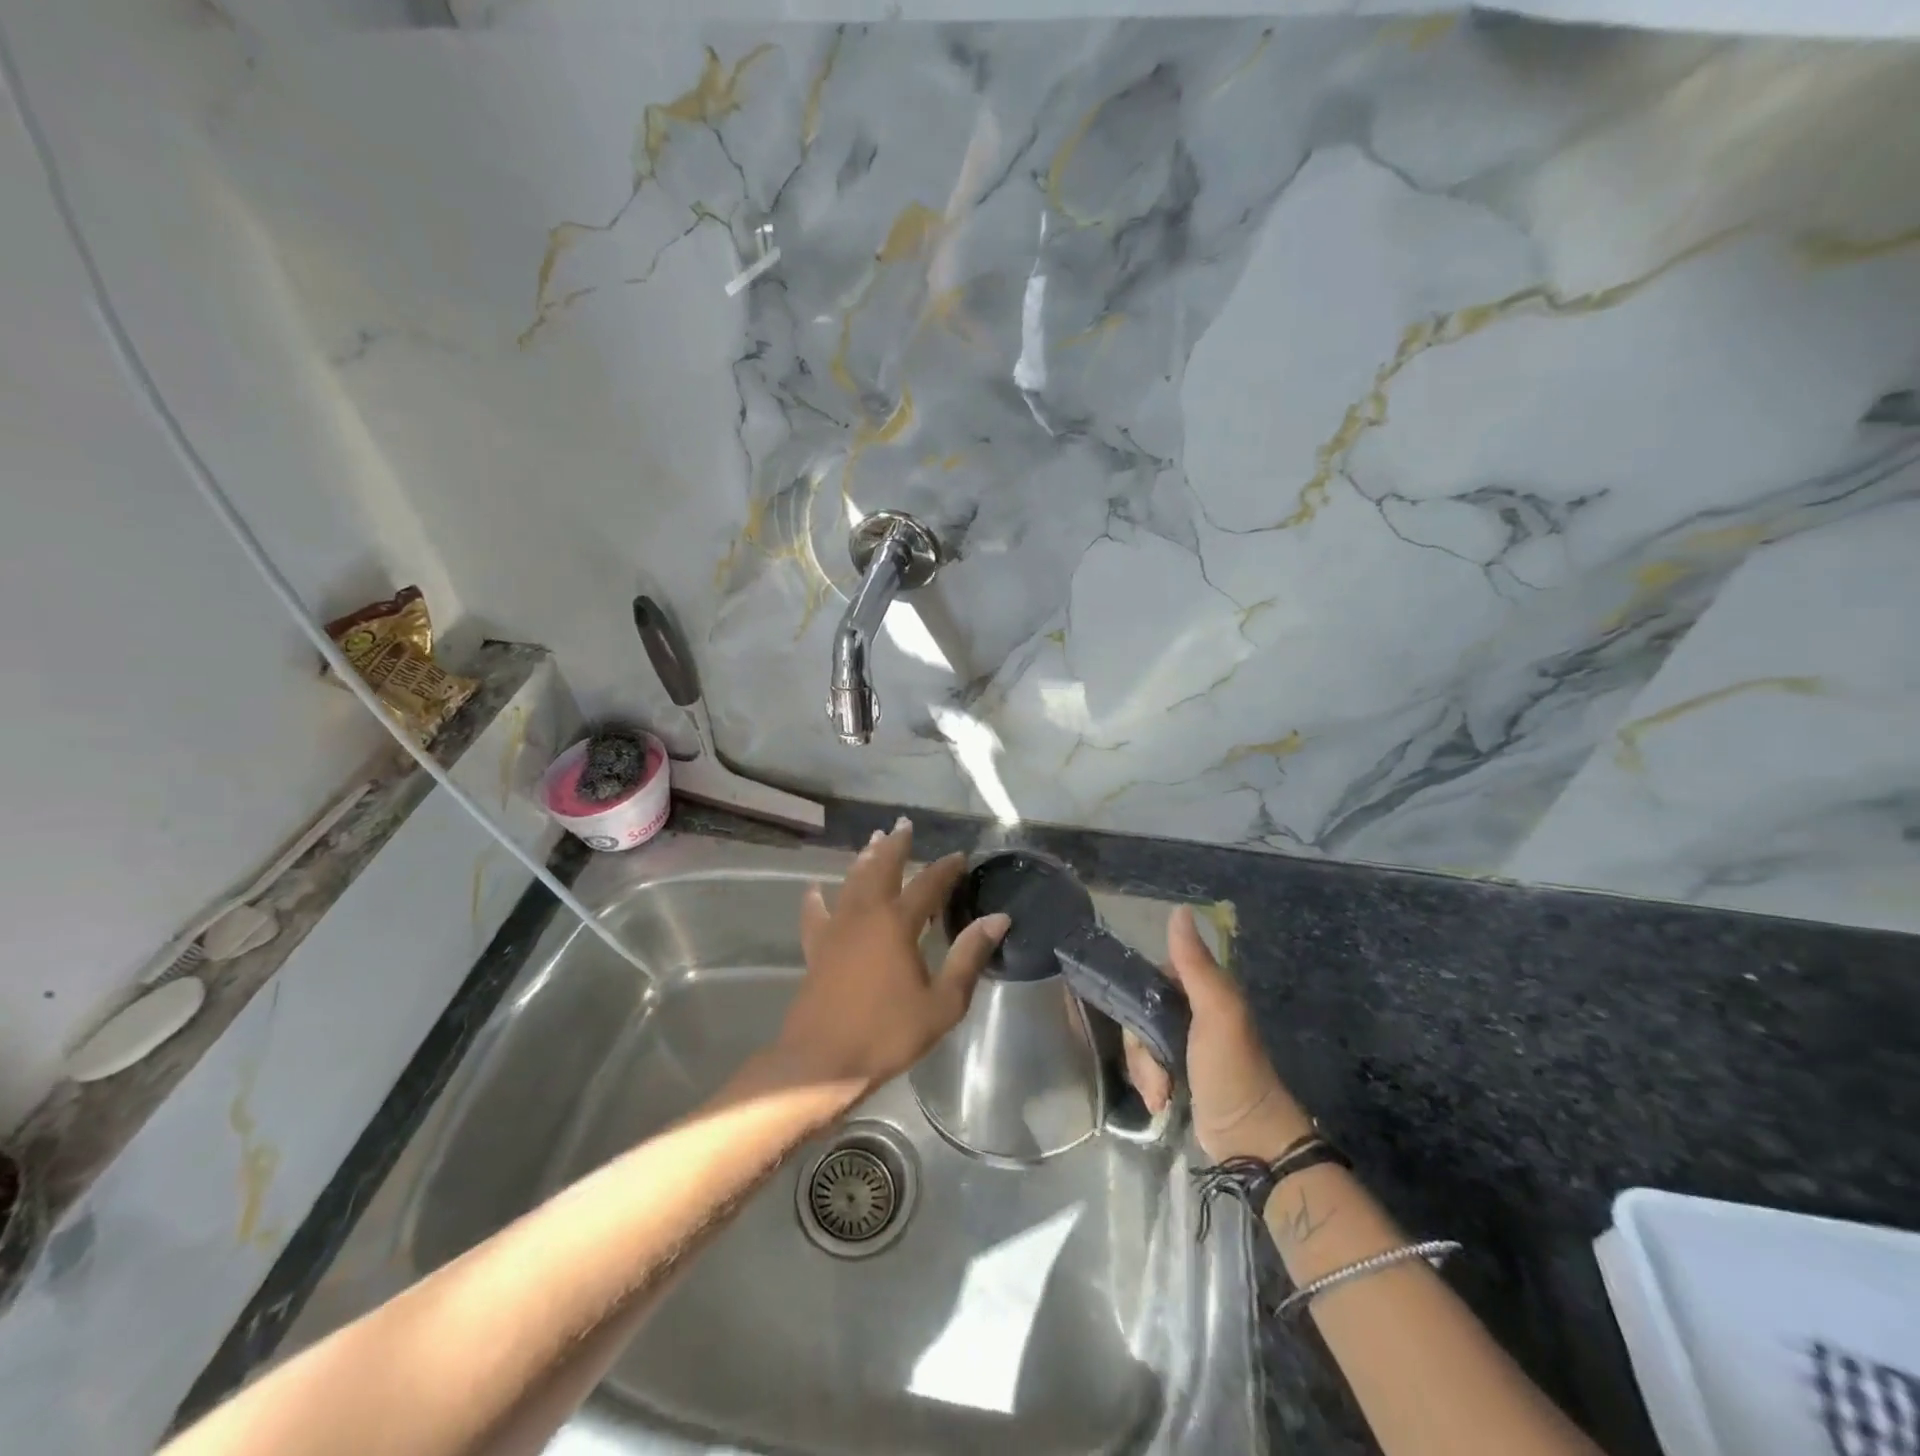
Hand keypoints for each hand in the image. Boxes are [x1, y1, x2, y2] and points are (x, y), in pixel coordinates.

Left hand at [774, 818, 1010, 1093]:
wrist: (822, 1062)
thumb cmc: (888, 1033)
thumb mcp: (942, 1002)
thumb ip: (968, 956)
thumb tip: (998, 918)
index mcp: (898, 923)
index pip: (928, 884)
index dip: (946, 868)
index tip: (960, 856)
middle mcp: (866, 914)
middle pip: (882, 868)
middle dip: (896, 845)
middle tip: (903, 824)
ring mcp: (836, 929)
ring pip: (851, 882)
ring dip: (864, 860)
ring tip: (873, 841)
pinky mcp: (816, 948)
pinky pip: (816, 914)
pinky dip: (818, 899)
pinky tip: (816, 890)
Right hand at [1124, 905, 1313, 1162]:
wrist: (1248, 1140)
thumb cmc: (1232, 1070)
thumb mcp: (1215, 1012)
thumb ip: (1195, 964)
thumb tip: (1179, 910)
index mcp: (1204, 990)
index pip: (1152, 976)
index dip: (1140, 998)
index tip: (1142, 1024)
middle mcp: (1192, 1011)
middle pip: (1141, 1012)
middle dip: (1141, 1046)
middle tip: (1156, 1072)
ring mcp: (1184, 1044)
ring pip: (1140, 1041)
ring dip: (1144, 1069)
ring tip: (1161, 1093)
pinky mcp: (1178, 1073)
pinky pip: (1146, 1065)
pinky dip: (1149, 1083)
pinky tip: (1160, 1101)